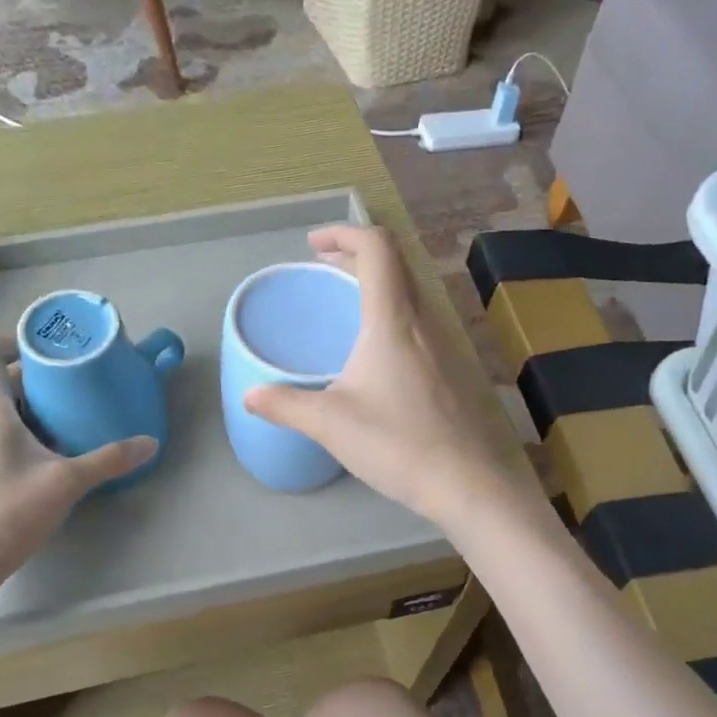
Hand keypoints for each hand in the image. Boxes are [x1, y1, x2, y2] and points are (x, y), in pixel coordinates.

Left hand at [0, 342, 155, 584]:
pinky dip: (36, 434)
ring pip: (9, 413)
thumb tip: (150, 442)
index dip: (13, 341)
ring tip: (76, 411)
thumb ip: (110, 460)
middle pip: (3, 383)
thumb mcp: (66, 482)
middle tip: (78, 378)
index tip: (49, 346)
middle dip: (40, 375)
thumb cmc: (6, 512)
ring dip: (39, 406)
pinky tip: (63, 452)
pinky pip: (12, 439)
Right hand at [243, 225, 523, 527]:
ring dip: (377, 285)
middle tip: (324, 267)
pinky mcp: (453, 370)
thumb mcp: (330, 423)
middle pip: (396, 264)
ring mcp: (446, 345)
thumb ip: (285, 405)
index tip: (313, 244)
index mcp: (393, 320)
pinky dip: (392, 315)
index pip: (376, 248)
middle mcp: (424, 321)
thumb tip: (250, 396)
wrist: (467, 482)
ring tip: (345, 305)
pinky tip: (376, 354)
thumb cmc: (396, 442)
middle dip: (356, 255)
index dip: (344, 233)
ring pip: (411, 293)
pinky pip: (421, 322)